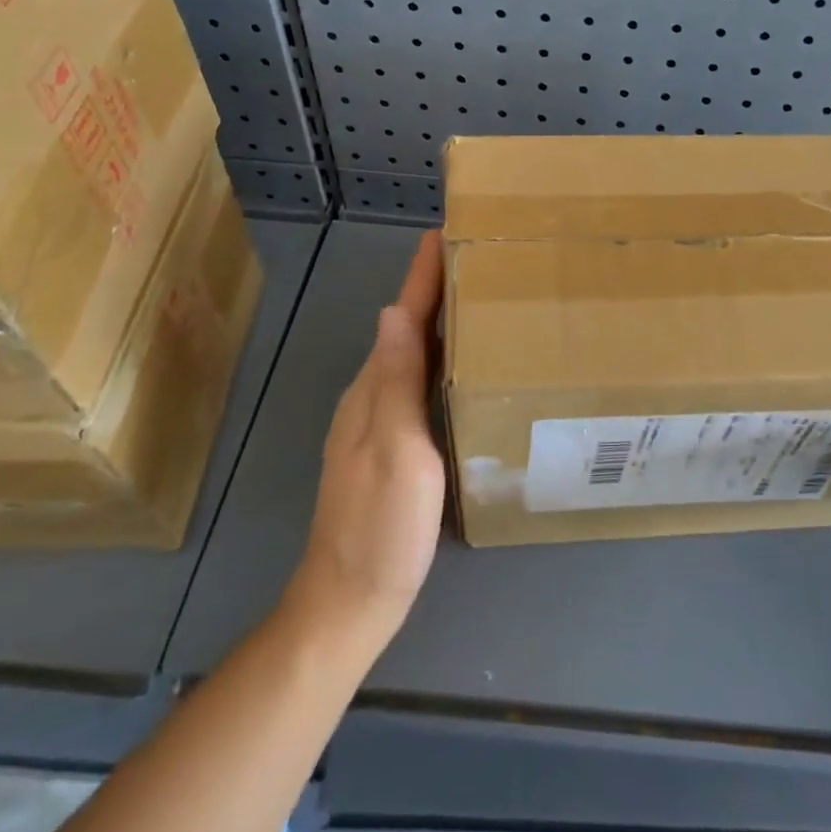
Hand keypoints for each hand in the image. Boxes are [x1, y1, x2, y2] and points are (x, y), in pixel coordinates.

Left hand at [295, 231, 445, 639]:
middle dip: (436, 288)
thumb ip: (395, 383)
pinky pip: (418, 382)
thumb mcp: (396, 451)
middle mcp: (373, 395)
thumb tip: (392, 311)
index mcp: (375, 389)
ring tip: (481, 298)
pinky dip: (441, 358)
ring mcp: (379, 422)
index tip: (445, 231)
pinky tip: (465, 366)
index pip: (403, 316)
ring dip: (440, 320)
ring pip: (413, 354)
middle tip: (481, 257)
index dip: (422, 274)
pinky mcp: (393, 445)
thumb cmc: (380, 526)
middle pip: (406, 327)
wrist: (349, 601)